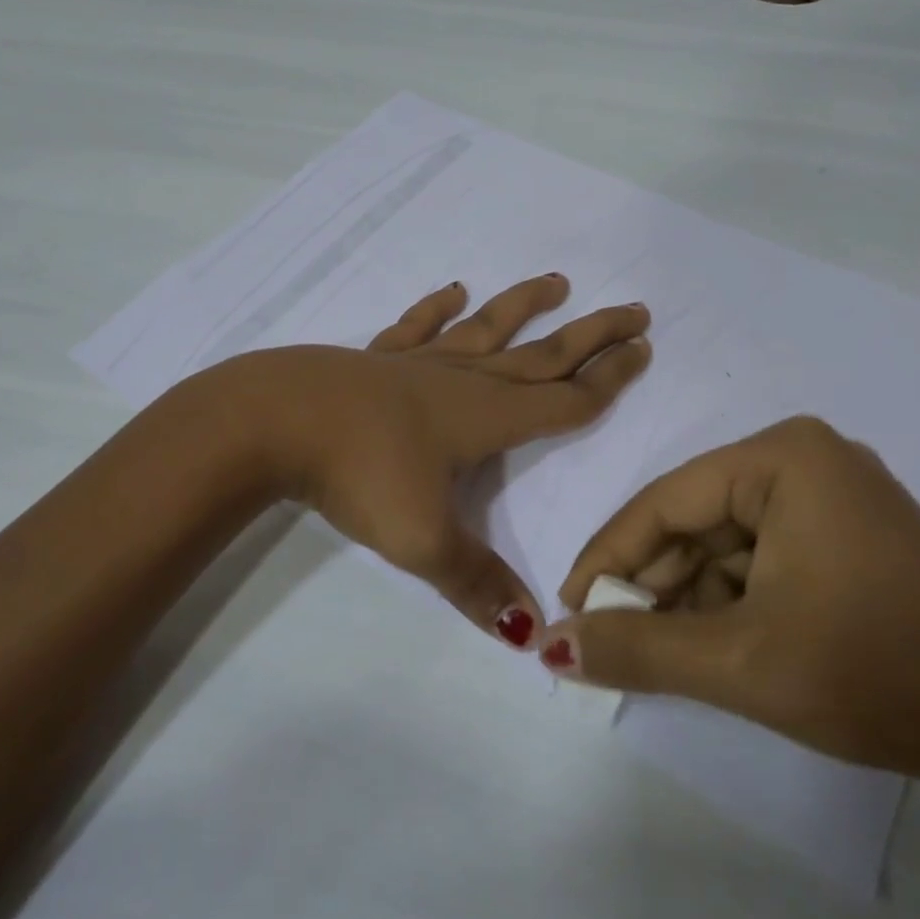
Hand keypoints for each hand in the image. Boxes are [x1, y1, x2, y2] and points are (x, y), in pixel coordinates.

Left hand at [231, 275, 650, 647]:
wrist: (275, 421)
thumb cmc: (359, 474)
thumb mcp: (422, 540)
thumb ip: (478, 585)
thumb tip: (532, 635)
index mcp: (486, 418)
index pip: (564, 399)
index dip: (609, 380)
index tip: (644, 350)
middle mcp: (462, 381)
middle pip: (541, 354)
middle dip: (591, 335)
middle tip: (636, 311)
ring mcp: (417, 364)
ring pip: (486, 330)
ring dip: (524, 307)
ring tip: (558, 283)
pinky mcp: (376, 360)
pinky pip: (416, 328)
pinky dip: (436, 308)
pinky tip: (453, 290)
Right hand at [541, 415, 919, 779]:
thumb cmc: (876, 675)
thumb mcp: (739, 661)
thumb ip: (636, 649)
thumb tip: (550, 646)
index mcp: (783, 457)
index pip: (665, 503)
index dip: (608, 559)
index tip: (568, 611)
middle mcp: (805, 459)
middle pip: (695, 521)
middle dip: (651, 585)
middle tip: (608, 643)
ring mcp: (832, 496)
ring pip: (725, 545)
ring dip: (687, 599)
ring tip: (655, 655)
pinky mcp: (848, 535)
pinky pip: (761, 558)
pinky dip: (729, 602)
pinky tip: (709, 647)